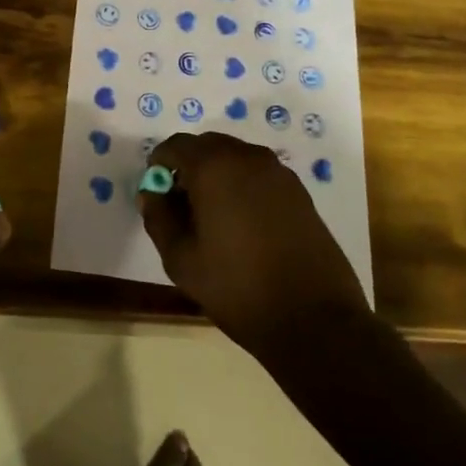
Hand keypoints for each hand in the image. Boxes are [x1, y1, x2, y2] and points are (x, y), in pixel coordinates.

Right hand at [139, 132, 369, 354]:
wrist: (314, 319)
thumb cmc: (237, 287)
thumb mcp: (181, 259)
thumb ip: (159, 218)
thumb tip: (152, 193)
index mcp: (214, 167)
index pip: (175, 146)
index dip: (159, 165)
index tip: (156, 193)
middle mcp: (248, 158)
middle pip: (207, 146)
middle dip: (188, 167)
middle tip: (181, 205)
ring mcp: (279, 173)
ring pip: (235, 158)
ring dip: (216, 175)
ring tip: (212, 217)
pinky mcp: (299, 192)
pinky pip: (258, 174)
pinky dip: (242, 185)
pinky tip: (242, 224)